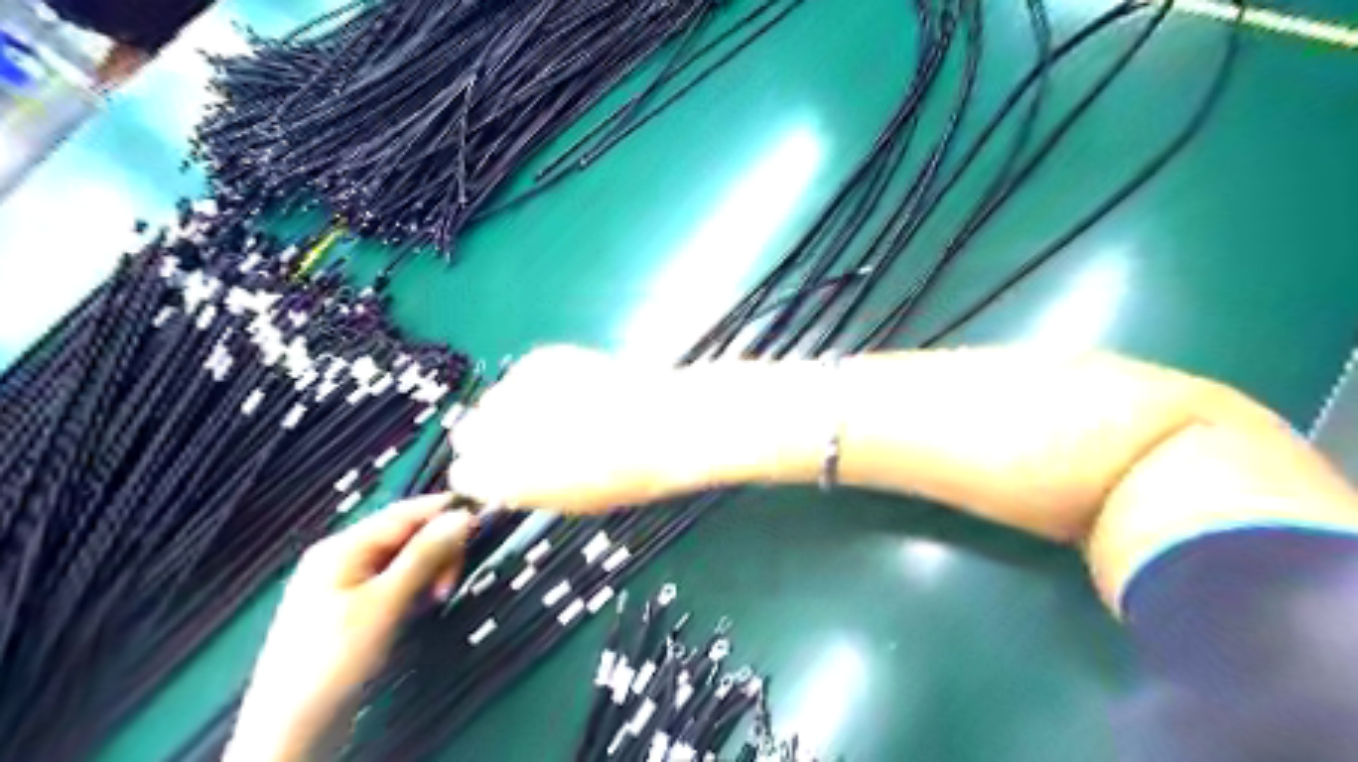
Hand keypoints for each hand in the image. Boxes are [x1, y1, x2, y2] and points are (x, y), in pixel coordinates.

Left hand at [222, 495, 471, 761]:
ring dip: (428, 570)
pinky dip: (414, 587)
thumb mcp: (385, 602)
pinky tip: (421, 606)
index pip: (404, 512)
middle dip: (436, 549)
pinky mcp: (353, 608)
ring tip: (437, 598)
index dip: (444, 512)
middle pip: (405, 534)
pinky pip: (394, 581)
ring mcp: (346, 583)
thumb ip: (424, 555)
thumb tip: (462, 516)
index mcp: (342, 547)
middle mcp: (343, 557)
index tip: (482, 521)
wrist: (291, 729)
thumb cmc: (334, 658)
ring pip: (403, 559)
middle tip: (450, 582)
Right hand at [449, 346, 705, 512]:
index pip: (464, 474)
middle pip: (469, 431)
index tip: (501, 468)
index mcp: (500, 478)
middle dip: (492, 435)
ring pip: (495, 399)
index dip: (485, 470)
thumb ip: (526, 486)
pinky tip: (572, 389)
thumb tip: (512, 474)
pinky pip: (524, 374)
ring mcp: (515, 391)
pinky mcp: (538, 360)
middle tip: (526, 436)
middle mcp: (496, 432)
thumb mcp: (568, 500)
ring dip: (515, 406)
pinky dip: (539, 382)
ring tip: (556, 410)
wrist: (657, 427)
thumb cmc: (620, 477)